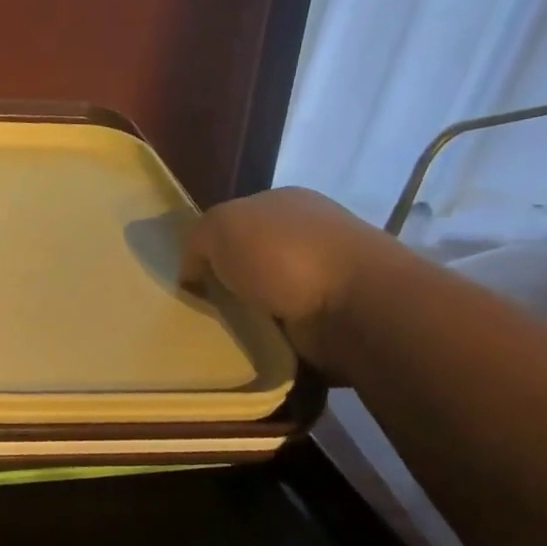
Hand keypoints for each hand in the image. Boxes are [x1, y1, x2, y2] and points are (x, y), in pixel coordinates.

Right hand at [181, 187, 406, 369]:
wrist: (356, 308)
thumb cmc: (285, 254)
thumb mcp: (220, 227)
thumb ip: (197, 241)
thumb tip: (195, 271)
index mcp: (285, 202)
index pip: (236, 219)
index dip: (210, 244)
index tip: (191, 273)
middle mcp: (307, 233)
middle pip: (250, 257)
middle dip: (227, 280)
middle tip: (200, 304)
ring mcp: (325, 275)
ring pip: (266, 294)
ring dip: (247, 311)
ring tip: (221, 329)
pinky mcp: (334, 317)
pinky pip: (285, 326)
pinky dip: (268, 336)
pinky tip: (251, 343)